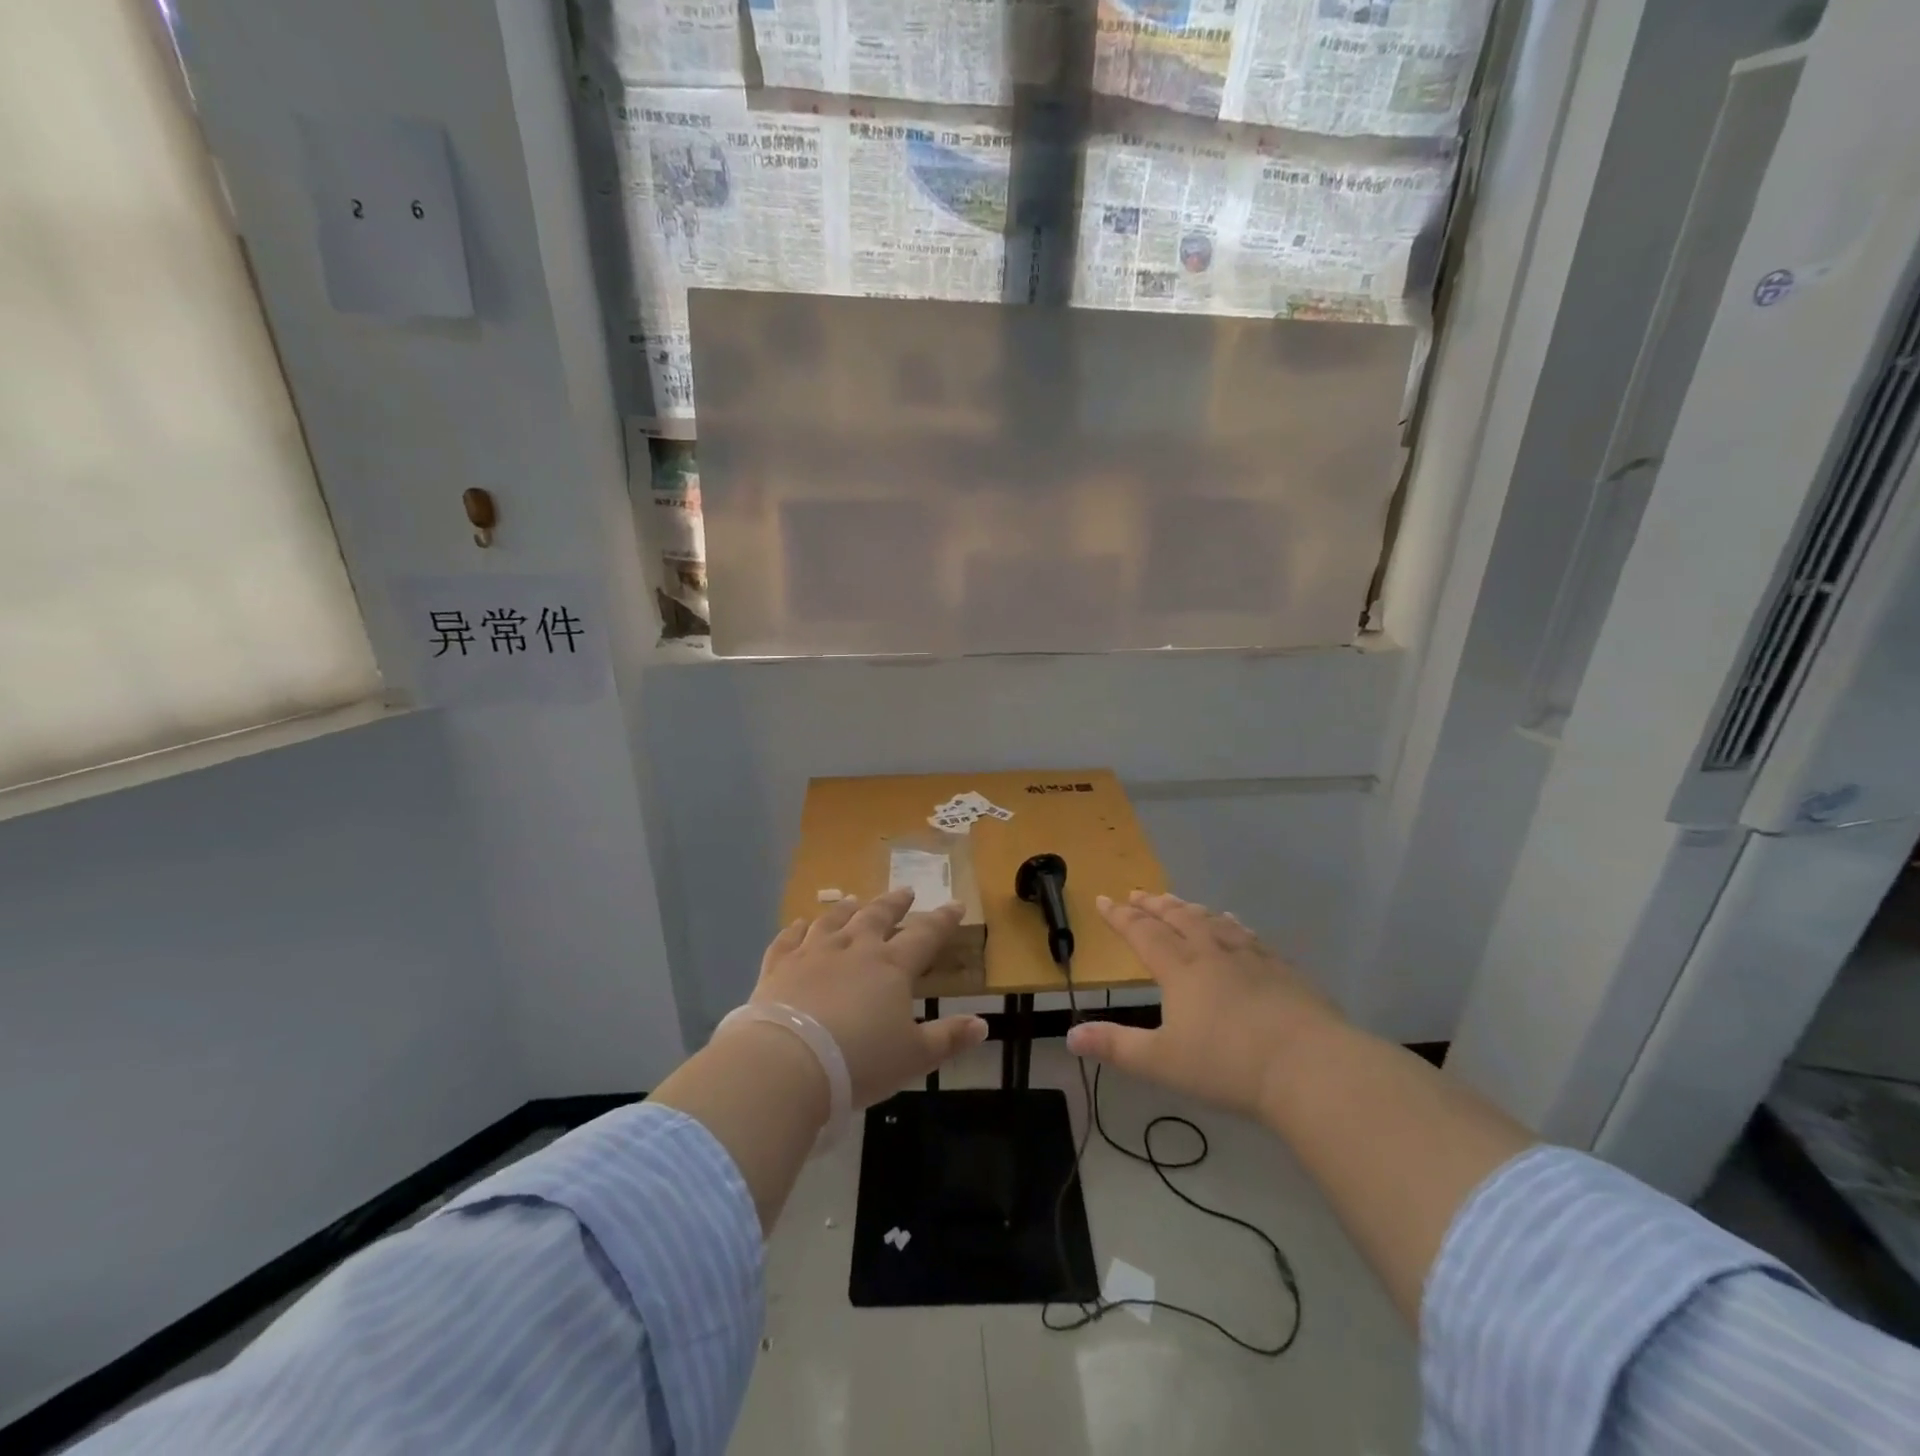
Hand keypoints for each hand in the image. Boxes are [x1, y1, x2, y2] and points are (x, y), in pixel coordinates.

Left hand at [747, 888, 988, 1107]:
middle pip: (877, 917)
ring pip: (833, 921)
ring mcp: (812, 954)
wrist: (788, 1062)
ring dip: (846, 910)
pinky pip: (788, 940)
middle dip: (894, 904)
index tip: (955, 905)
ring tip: (853, 900)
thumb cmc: (859, 1061)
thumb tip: (983, 1024)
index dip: (942, 920)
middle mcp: (853, 949)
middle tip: (905, 891)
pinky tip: (798, 924)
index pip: (924, 935)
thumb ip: (948, 1038)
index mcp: (891, 967)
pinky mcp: (778, 967)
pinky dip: (795, 929)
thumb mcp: (914, 1057)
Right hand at [1065, 891, 1343, 1119]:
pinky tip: (1234, 923)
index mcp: (1180, 969)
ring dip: (1190, 908)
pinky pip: (1249, 935)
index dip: (1120, 916)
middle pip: (1178, 918)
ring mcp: (1251, 957)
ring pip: (1213, 921)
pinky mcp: (1282, 969)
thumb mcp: (1162, 1062)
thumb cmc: (1227, 1065)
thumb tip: (1070, 1036)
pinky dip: (1232, 923)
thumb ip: (1116, 1047)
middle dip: (1154, 905)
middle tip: (1138, 892)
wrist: (1308, 1066)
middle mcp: (1212, 953)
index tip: (1103, 900)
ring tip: (1178, 901)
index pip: (1143, 933)